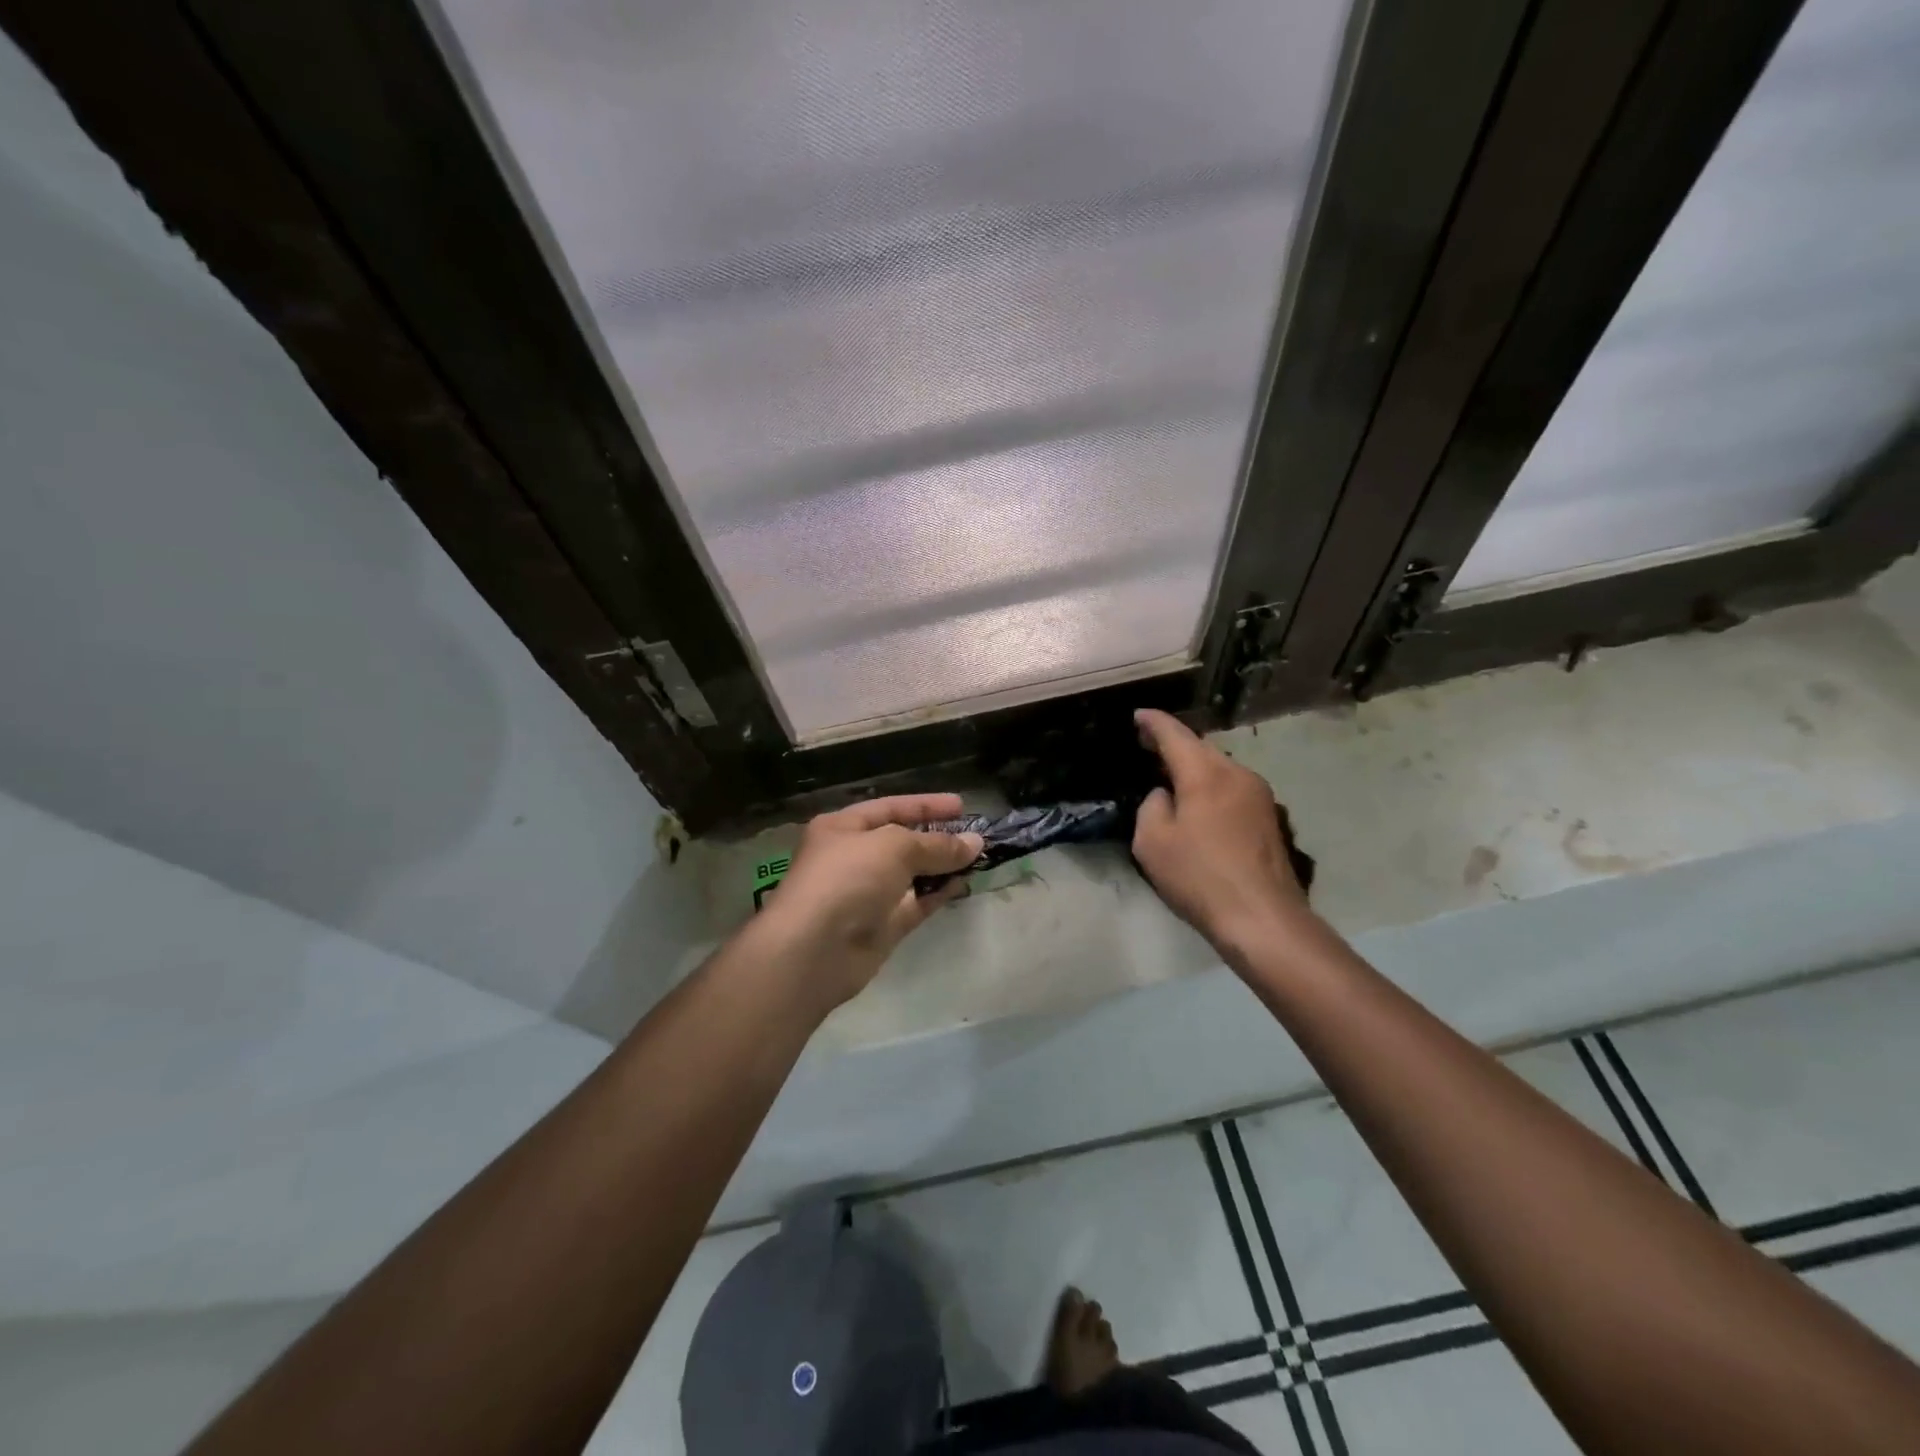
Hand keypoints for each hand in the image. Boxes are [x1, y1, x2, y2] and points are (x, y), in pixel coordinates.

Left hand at [757, 794, 982, 1010]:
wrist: (814, 950)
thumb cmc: (848, 879)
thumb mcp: (894, 847)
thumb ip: (936, 844)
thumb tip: (975, 843)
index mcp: (843, 827)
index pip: (890, 807)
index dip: (926, 805)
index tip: (962, 806)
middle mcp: (853, 857)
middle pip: (902, 841)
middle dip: (938, 837)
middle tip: (977, 835)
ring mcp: (868, 894)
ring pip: (912, 874)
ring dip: (942, 866)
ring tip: (978, 858)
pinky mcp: (882, 926)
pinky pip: (916, 903)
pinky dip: (937, 894)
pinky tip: (963, 884)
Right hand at [1131, 709, 1311, 957]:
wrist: (1263, 918)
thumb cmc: (1200, 877)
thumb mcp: (1152, 842)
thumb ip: (1152, 806)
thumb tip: (1165, 796)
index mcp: (1205, 773)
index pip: (1175, 734)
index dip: (1153, 722)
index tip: (1138, 716)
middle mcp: (1237, 774)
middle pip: (1201, 748)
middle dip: (1174, 744)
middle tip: (1148, 746)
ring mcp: (1260, 796)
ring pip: (1220, 769)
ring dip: (1195, 768)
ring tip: (1172, 778)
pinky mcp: (1270, 819)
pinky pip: (1232, 789)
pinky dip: (1212, 788)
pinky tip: (1200, 807)